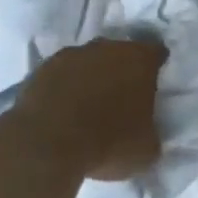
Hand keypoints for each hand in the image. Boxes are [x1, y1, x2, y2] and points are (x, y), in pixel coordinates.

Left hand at [15, 38, 167, 180]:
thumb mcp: (146, 149)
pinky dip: (63, 89)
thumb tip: (146, 131)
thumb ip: (151, 131)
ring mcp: (69, 55)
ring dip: (89, 78)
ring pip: (87, 62)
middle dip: (121, 72)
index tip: (154, 85)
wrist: (46, 144)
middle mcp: (105, 48)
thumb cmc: (108, 143)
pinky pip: (59, 76)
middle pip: (119, 54)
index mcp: (138, 59)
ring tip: (88, 108)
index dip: (156, 67)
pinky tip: (62, 112)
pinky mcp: (40, 70)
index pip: (155, 53)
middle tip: (122, 98)